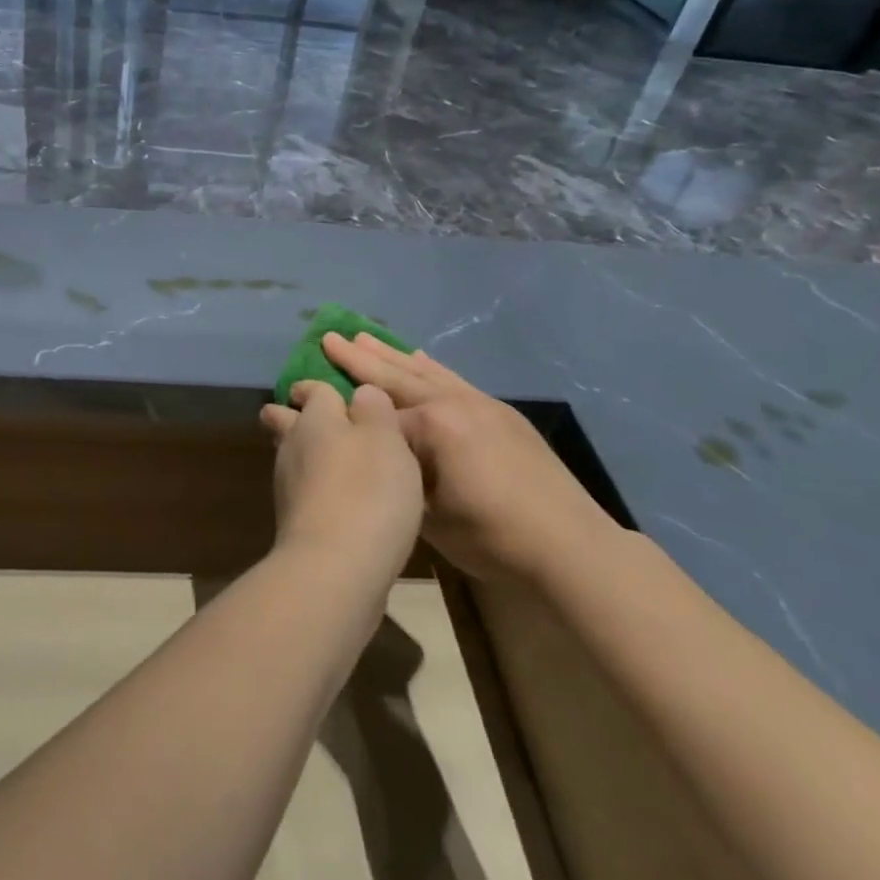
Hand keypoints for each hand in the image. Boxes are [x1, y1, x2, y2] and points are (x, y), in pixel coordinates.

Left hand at [259, 381, 423, 573]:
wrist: (335, 569)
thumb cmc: (368, 491)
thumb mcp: (387, 439)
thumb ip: (375, 410)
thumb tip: (361, 392)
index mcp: (315, 418)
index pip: (312, 390)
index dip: (318, 387)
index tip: (329, 389)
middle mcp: (294, 445)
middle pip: (286, 420)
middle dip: (296, 416)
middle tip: (321, 421)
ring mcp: (288, 485)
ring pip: (294, 456)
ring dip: (310, 455)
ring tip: (338, 462)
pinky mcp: (294, 521)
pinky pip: (304, 490)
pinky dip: (317, 488)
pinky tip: (341, 500)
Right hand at [322, 334, 618, 580]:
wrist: (570, 544)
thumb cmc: (493, 537)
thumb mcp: (430, 517)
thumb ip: (399, 477)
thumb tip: (376, 456)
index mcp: (432, 426)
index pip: (377, 417)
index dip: (343, 412)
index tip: (309, 398)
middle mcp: (452, 403)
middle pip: (396, 377)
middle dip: (359, 358)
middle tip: (330, 336)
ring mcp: (479, 403)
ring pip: (424, 371)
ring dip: (392, 354)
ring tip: (363, 335)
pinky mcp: (499, 411)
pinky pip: (453, 379)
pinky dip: (430, 366)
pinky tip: (420, 356)